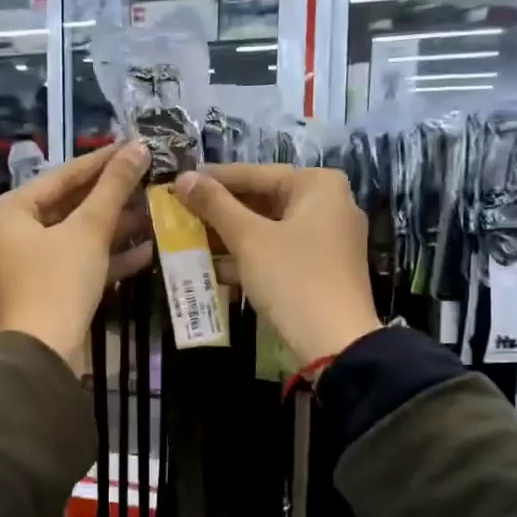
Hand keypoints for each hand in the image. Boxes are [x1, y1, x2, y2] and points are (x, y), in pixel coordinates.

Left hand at [0, 142, 151, 370]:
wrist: (43, 354)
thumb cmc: (58, 282)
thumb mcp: (88, 231)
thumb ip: (113, 188)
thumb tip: (138, 147)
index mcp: (6, 212)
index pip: (60, 177)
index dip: (101, 161)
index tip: (133, 146)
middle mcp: (9, 235)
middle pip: (67, 206)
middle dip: (110, 198)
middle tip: (147, 178)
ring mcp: (25, 265)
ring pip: (74, 237)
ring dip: (114, 228)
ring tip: (153, 211)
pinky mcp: (44, 290)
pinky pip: (75, 263)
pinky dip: (105, 257)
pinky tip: (146, 250)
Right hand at [173, 165, 379, 367]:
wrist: (336, 343)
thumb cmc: (292, 278)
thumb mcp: (248, 239)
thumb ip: (215, 205)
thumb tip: (183, 177)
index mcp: (319, 186)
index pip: (256, 174)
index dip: (215, 179)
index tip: (180, 182)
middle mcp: (330, 205)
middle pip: (264, 201)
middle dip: (221, 212)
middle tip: (182, 213)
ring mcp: (328, 240)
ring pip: (269, 229)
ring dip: (230, 237)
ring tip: (189, 240)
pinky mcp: (322, 270)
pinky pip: (279, 253)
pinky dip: (249, 257)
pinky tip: (214, 268)